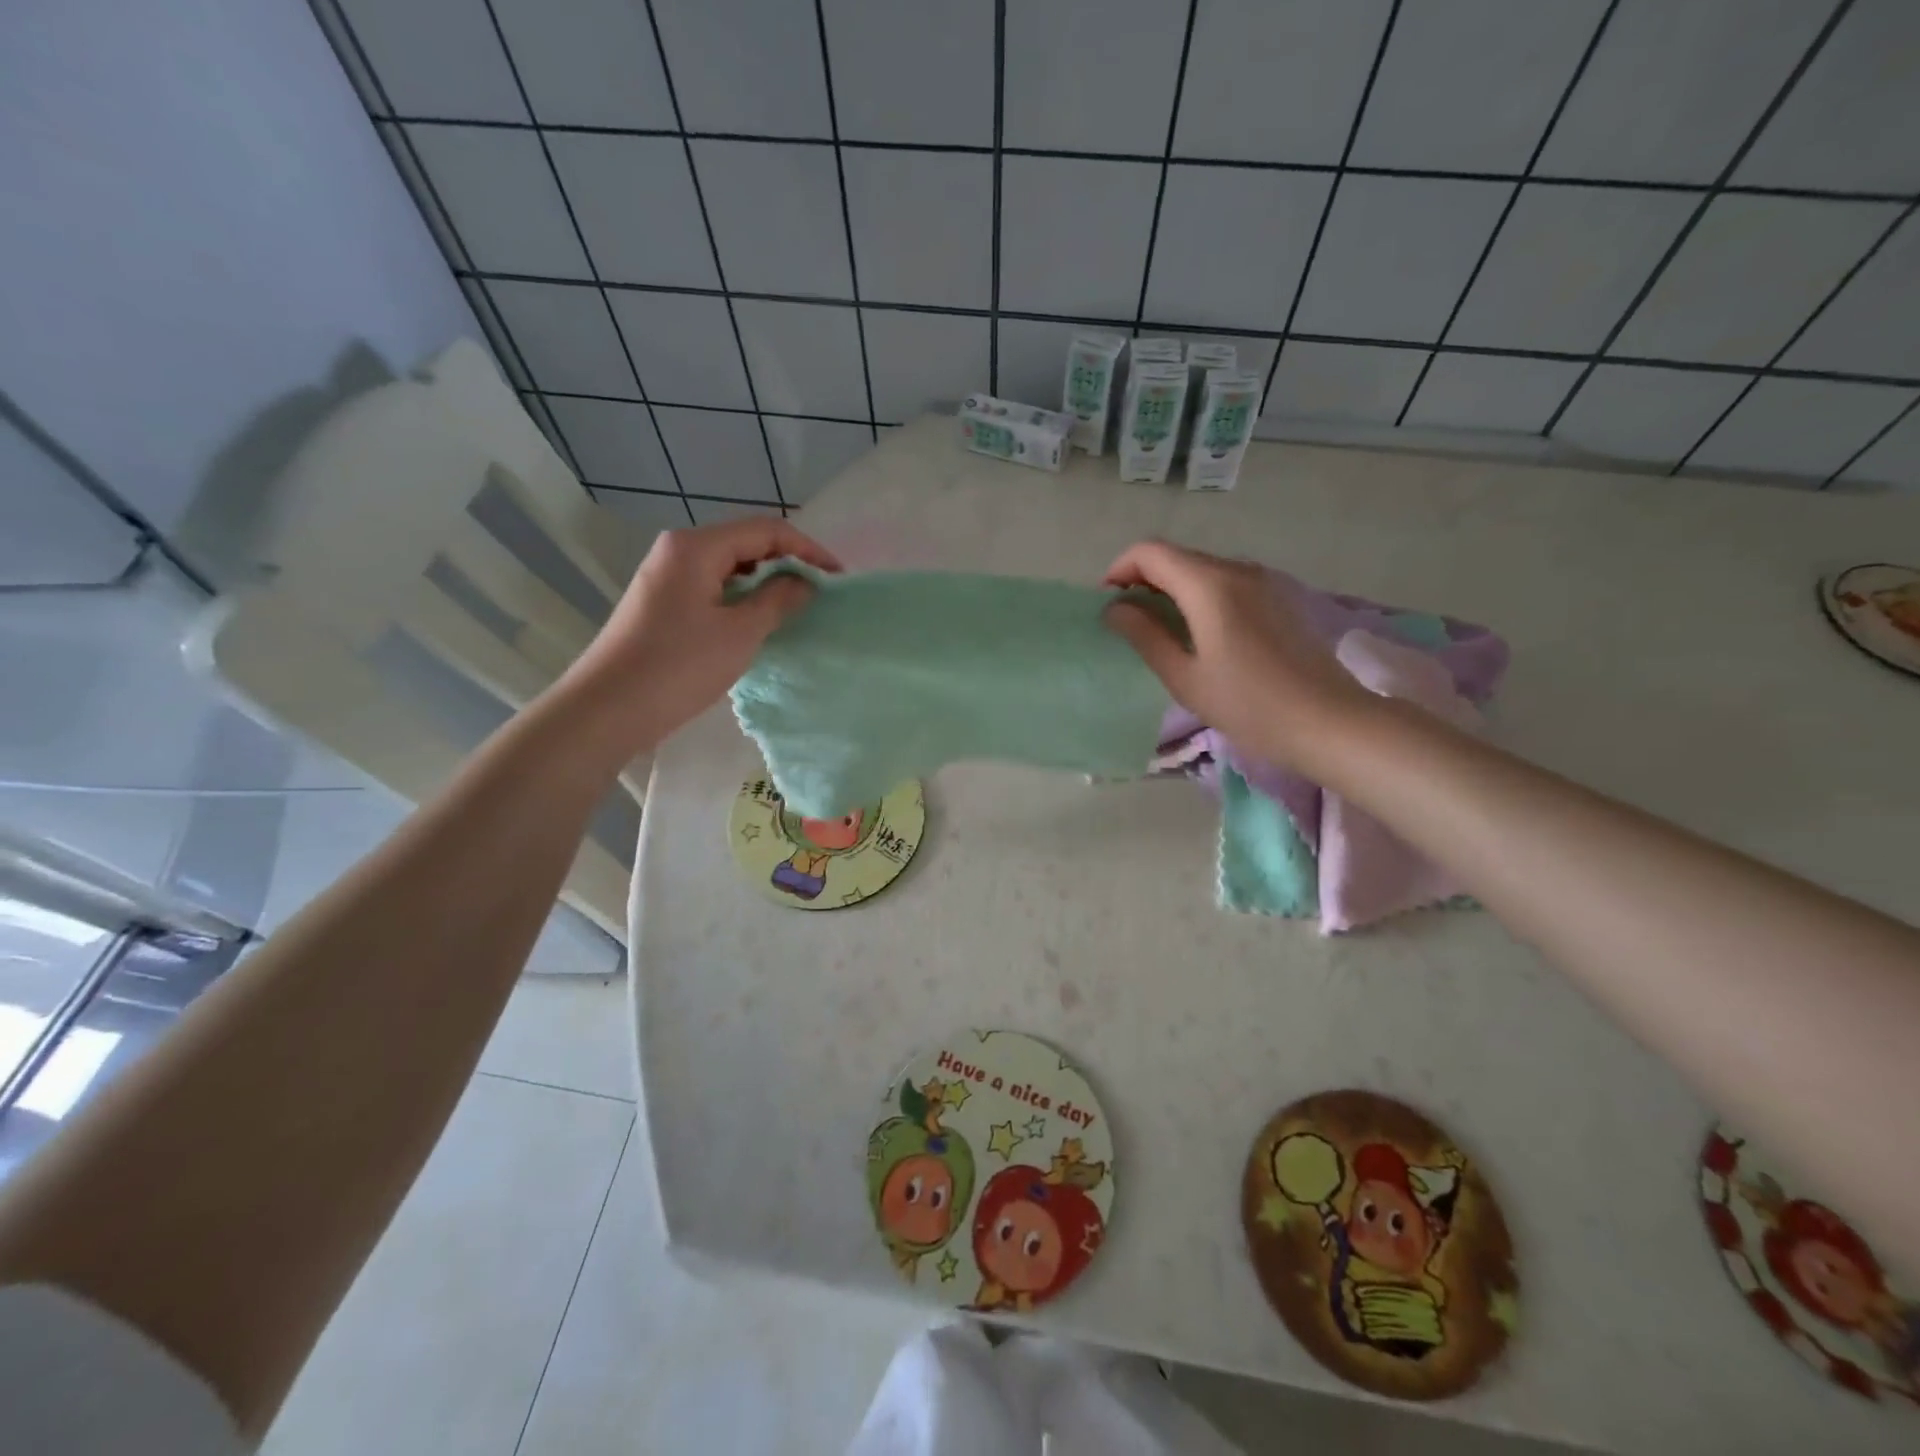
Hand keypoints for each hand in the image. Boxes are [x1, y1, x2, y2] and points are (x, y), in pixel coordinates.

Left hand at [566, 517, 840, 751]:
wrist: (609, 708)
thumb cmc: (679, 666)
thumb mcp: (740, 633)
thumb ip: (778, 600)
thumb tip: (806, 582)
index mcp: (696, 547)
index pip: (765, 530)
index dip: (807, 550)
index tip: (837, 577)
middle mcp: (678, 551)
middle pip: (746, 543)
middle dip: (787, 563)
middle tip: (820, 592)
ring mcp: (667, 577)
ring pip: (729, 567)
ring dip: (766, 582)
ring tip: (797, 607)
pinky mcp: (662, 603)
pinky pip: (713, 587)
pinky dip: (742, 598)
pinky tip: (760, 621)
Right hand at [1103, 540, 1369, 769]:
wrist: (1330, 722)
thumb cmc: (1249, 705)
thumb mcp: (1185, 677)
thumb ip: (1145, 636)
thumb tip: (1114, 609)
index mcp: (1209, 585)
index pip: (1150, 552)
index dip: (1119, 570)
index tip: (1108, 604)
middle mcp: (1238, 569)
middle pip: (1177, 557)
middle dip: (1143, 580)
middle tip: (1128, 622)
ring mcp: (1264, 581)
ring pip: (1203, 569)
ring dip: (1172, 589)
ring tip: (1160, 630)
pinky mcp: (1280, 596)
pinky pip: (1227, 582)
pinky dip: (1200, 596)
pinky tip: (1200, 633)